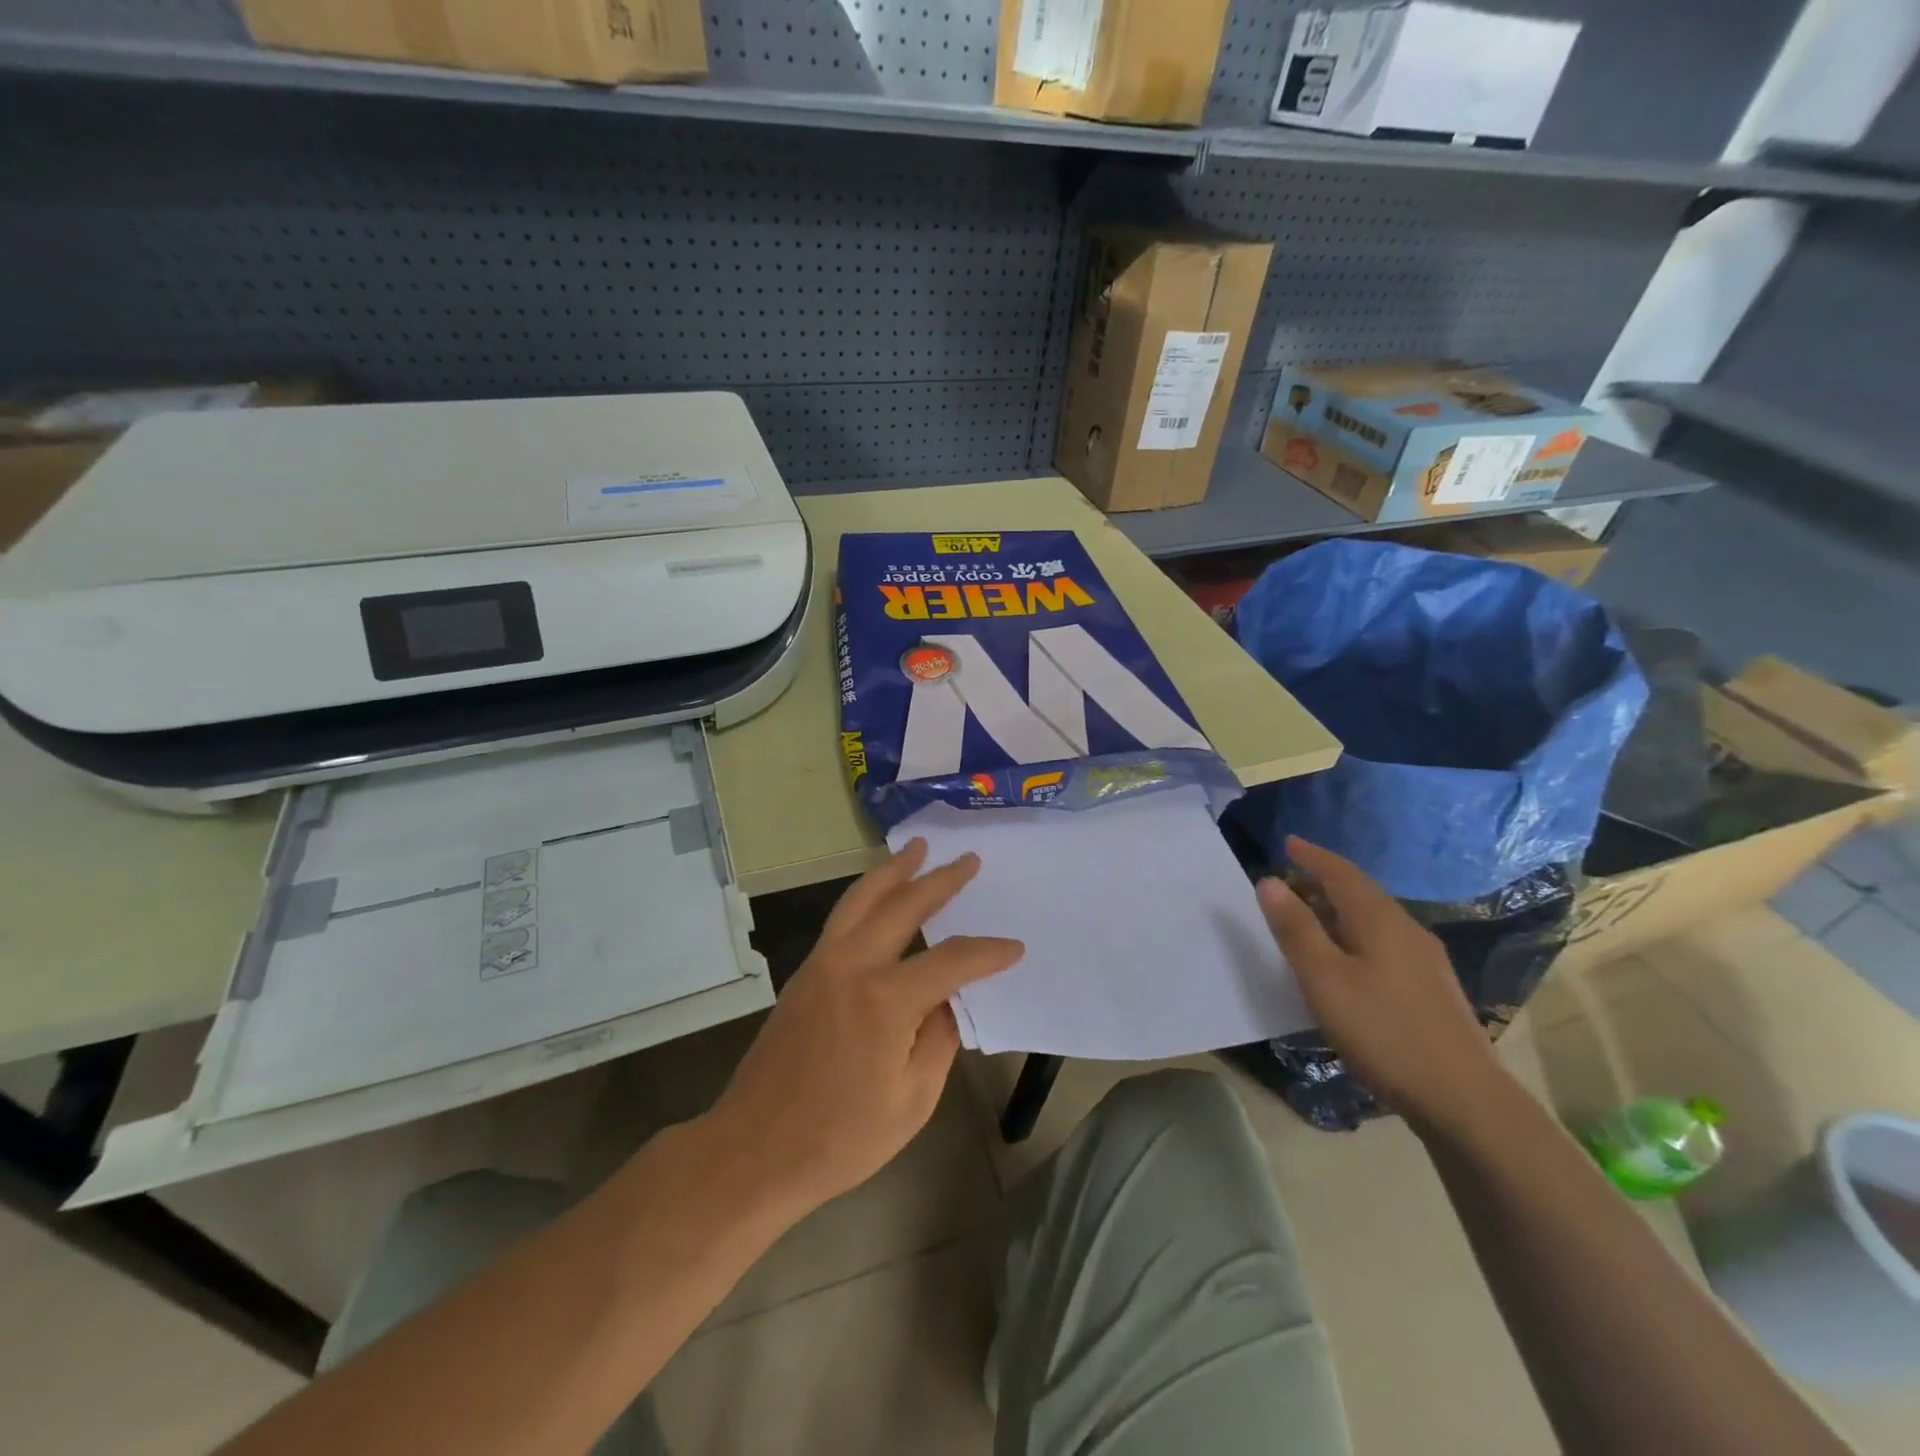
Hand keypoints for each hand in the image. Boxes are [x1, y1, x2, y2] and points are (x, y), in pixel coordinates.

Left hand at [706, 839, 1023, 1216]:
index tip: (1014, 948)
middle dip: (940, 880)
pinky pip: (842, 918)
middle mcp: (852, 965)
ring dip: (894, 871)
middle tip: (968, 859)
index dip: (987, 953)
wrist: (754, 1150)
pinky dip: (866, 896)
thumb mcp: (912, 1100)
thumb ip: (938, 1038)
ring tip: (917, 848)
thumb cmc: (840, 1138)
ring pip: (861, 899)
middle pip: (903, 906)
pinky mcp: (803, 974)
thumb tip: (948, 998)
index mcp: (886, 1000)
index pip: (951, 961)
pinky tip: (880, 895)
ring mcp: (822, 964)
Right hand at [1256, 836, 1505, 1126]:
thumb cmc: (1383, 1031)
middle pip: (1361, 892)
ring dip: (1340, 908)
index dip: (1312, 856)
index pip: (1341, 873)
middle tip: (1292, 877)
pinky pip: (1386, 941)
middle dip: (1325, 879)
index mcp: (1378, 919)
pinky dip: (1357, 933)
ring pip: (1375, 918)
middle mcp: (1406, 929)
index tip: (1288, 841)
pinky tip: (1349, 958)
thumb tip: (1269, 881)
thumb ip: (1295, 929)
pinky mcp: (1433, 988)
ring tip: (1313, 914)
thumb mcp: (1324, 979)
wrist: (1464, 1099)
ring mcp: (1425, 959)